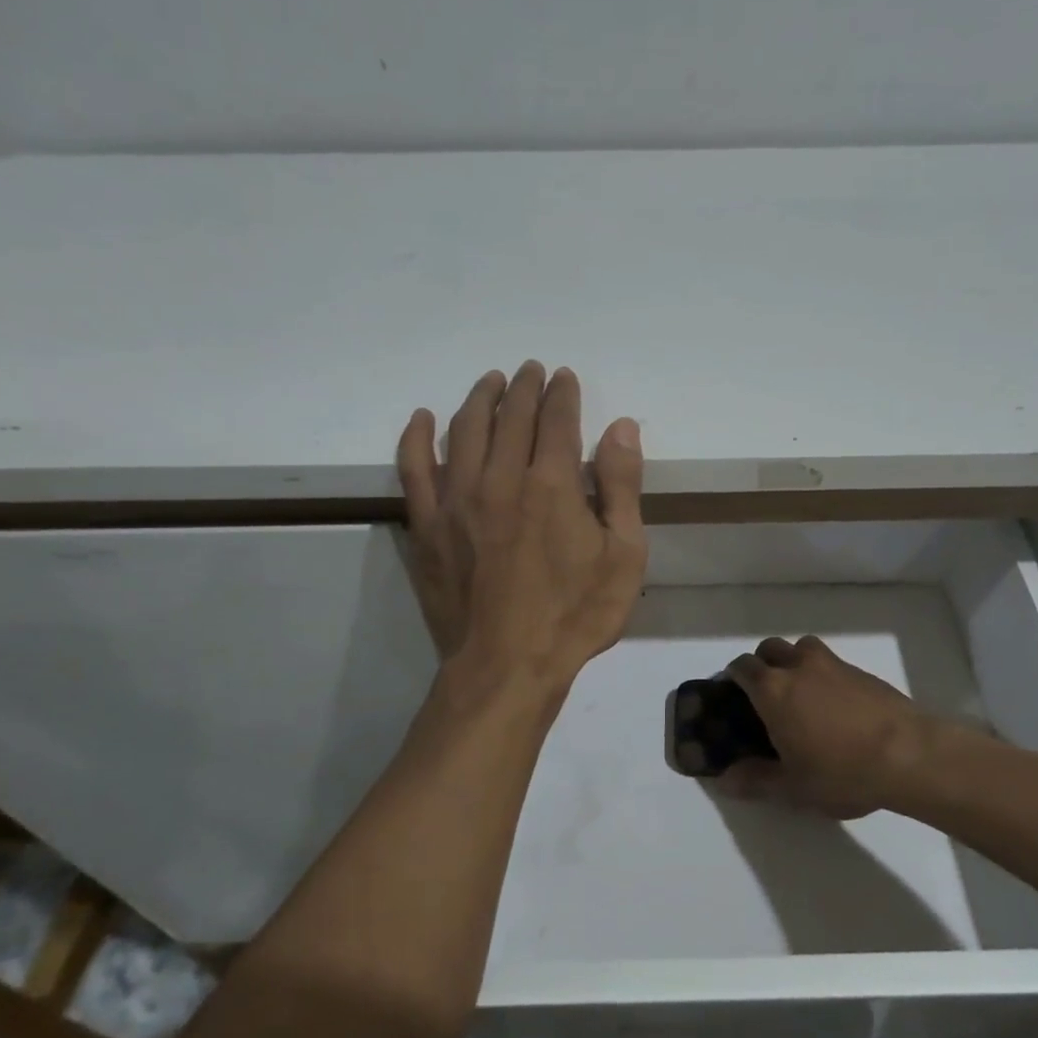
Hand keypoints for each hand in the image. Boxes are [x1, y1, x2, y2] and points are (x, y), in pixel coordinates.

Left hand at [397, 362, 646, 697]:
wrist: (506, 667)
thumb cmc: (574, 615)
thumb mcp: (624, 556)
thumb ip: (622, 487)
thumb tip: (622, 427)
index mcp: (552, 484)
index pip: (556, 419)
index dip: (562, 393)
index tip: (564, 377)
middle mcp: (500, 478)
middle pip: (511, 416)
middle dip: (524, 387)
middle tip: (530, 371)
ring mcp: (456, 500)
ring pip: (464, 430)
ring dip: (479, 399)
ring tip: (490, 382)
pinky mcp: (426, 525)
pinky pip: (414, 468)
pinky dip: (416, 438)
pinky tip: (422, 419)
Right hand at [715, 636, 933, 818]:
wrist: (909, 755)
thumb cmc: (841, 772)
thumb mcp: (793, 788)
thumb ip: (755, 781)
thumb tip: (724, 780)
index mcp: (773, 690)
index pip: (742, 667)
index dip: (733, 677)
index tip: (732, 696)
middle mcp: (799, 667)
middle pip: (770, 648)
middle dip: (762, 664)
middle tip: (766, 695)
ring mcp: (833, 664)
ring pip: (802, 647)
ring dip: (794, 660)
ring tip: (801, 692)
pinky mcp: (861, 672)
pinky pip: (831, 662)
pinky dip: (823, 673)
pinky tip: (834, 705)